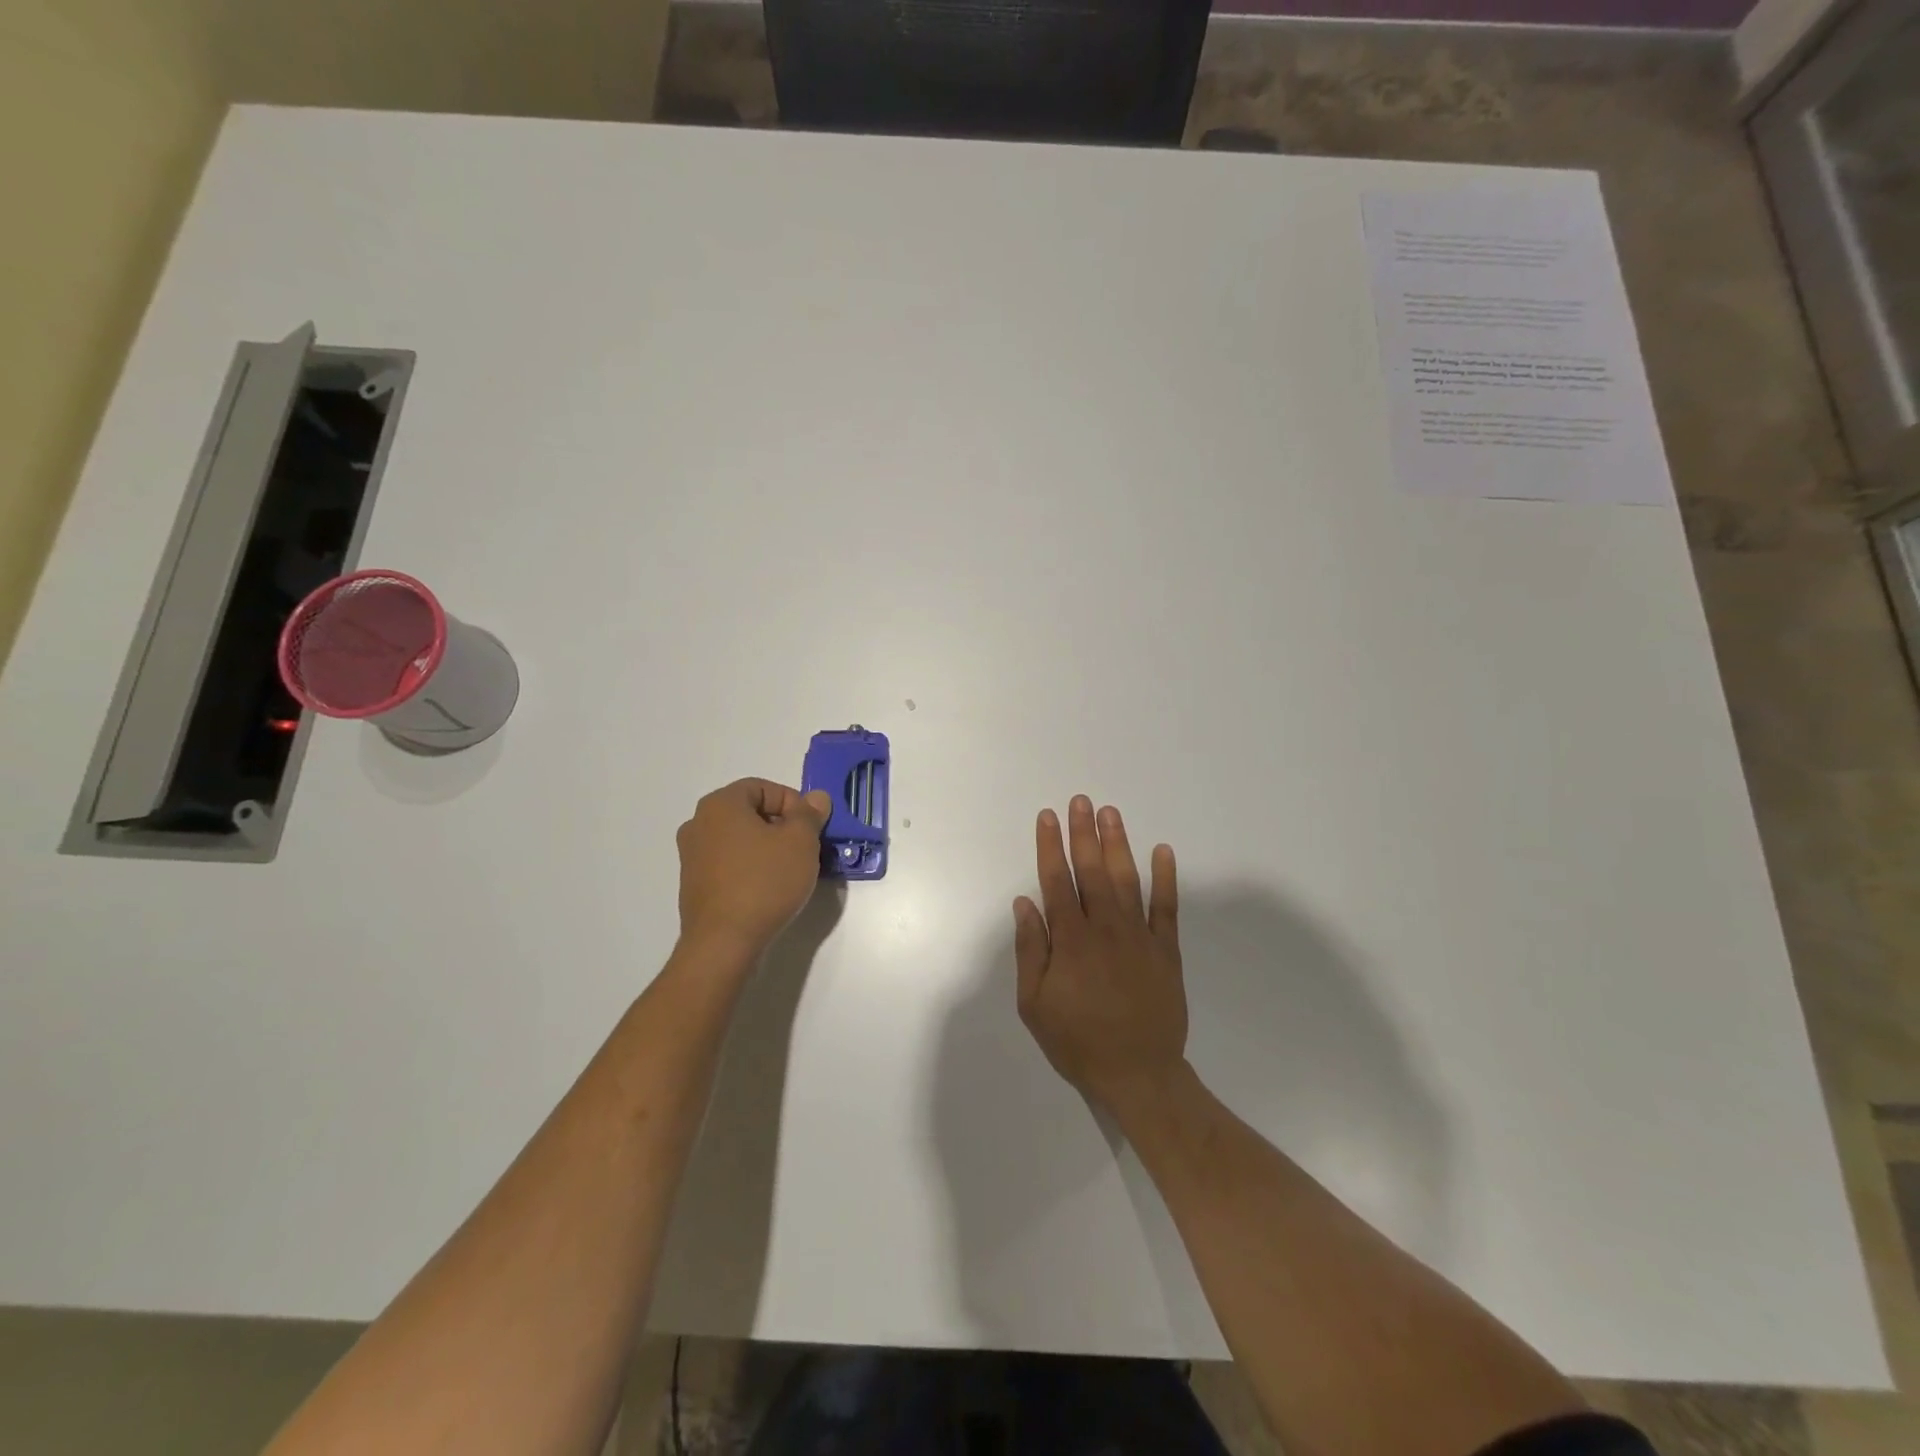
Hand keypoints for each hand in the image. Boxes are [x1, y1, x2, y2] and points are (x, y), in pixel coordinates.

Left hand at [676, 778, 831, 958]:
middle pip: (750, 812)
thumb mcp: (800, 842)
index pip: (762, 787)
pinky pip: (729, 864)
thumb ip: (809, 814)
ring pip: (740, 839)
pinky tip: (769, 889)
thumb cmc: (764, 882)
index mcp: (720, 804)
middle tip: (806, 848)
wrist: (724, 943)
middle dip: (782, 826)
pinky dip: (751, 868)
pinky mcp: (694, 885)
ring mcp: (692, 856)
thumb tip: (816, 798)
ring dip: (767, 848)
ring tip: (791, 871)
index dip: (793, 802)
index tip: (811, 827)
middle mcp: (699, 823)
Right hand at [1013, 796, 1185, 1112]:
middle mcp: (1106, 929)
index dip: (1050, 847)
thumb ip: (1031, 950)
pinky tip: (1163, 851)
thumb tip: (1025, 903)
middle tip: (1080, 801)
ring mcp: (1140, 937)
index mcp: (1072, 941)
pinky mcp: (1166, 950)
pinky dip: (1166, 878)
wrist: (1138, 1074)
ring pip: (1126, 880)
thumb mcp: (1035, 1004)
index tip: (1047, 817)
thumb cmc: (1077, 1041)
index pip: (1057, 882)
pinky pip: (1167, 907)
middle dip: (1083, 833)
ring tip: (1110, 813)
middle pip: (1092, 871)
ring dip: (1117, 844)